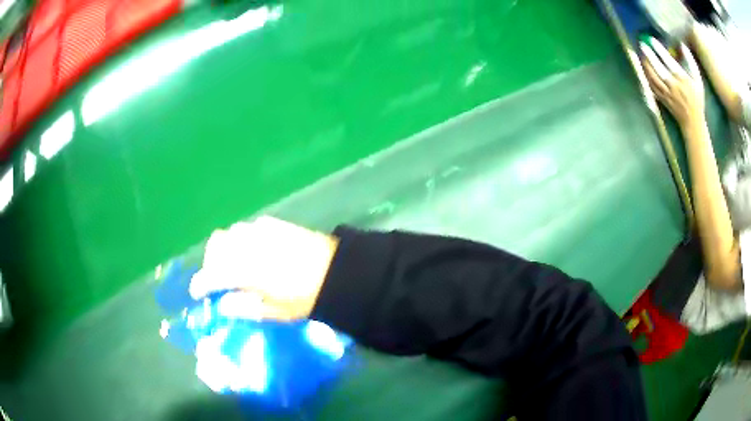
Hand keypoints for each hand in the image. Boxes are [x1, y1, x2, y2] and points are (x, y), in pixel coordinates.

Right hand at [189, 216, 338, 319]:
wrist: (338, 271)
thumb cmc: (306, 298)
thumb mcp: (275, 311)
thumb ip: (245, 308)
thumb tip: (223, 304)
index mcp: (245, 270)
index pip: (211, 274)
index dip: (200, 284)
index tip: (197, 292)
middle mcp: (247, 245)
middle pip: (215, 246)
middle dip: (210, 262)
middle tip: (217, 279)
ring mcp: (260, 230)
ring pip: (229, 233)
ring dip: (225, 249)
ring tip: (234, 264)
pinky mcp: (274, 223)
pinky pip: (247, 227)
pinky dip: (241, 239)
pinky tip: (253, 250)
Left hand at [641, 39, 704, 127]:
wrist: (692, 122)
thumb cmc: (697, 99)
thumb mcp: (698, 80)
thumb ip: (691, 62)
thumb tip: (682, 45)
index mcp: (682, 80)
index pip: (668, 61)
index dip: (659, 50)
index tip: (652, 40)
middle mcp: (673, 86)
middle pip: (658, 68)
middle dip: (649, 55)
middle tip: (642, 44)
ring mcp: (666, 94)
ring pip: (652, 77)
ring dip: (645, 65)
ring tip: (641, 54)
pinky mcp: (662, 99)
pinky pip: (651, 87)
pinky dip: (646, 77)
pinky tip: (643, 69)